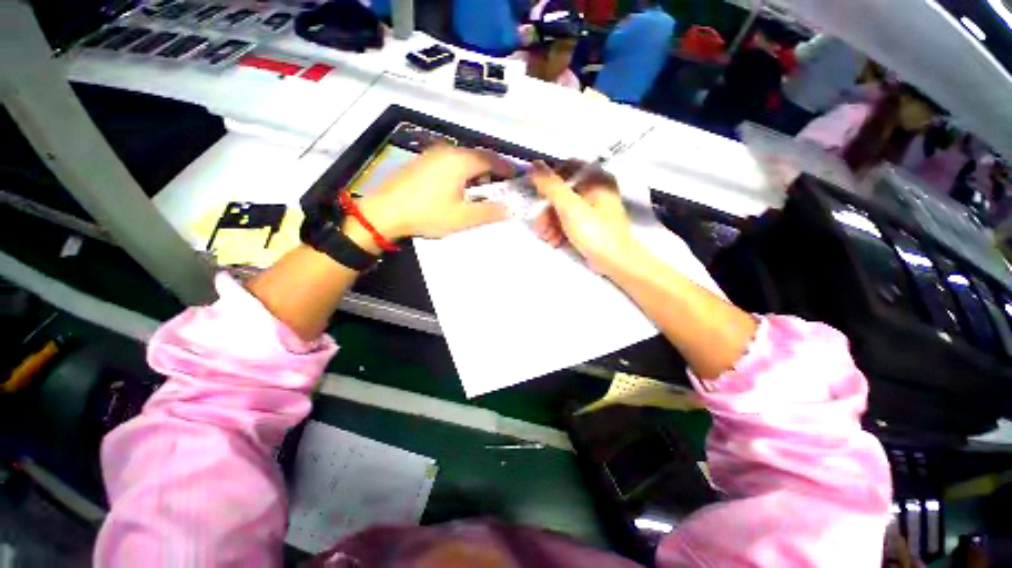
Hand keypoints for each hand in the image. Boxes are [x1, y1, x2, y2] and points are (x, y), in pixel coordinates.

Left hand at [351, 146, 510, 243]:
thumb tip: (509, 209)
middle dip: (492, 172)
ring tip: (479, 193)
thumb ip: (489, 212)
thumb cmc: (427, 214)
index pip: (492, 159)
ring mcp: (433, 154)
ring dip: (476, 173)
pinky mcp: (423, 161)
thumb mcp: (462, 218)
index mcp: (461, 161)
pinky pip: (450, 162)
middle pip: (478, 157)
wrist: (384, 212)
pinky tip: (458, 189)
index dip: (507, 168)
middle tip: (499, 190)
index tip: (517, 179)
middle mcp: (448, 151)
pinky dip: (462, 173)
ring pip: (464, 159)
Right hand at [530, 160, 640, 275]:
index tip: (537, 193)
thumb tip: (534, 164)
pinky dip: (560, 230)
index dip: (550, 179)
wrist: (616, 262)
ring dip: (551, 223)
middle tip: (539, 225)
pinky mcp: (591, 225)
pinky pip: (571, 221)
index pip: (568, 168)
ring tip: (547, 237)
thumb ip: (551, 186)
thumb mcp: (569, 207)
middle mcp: (596, 190)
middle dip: (548, 210)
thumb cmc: (595, 232)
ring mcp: (594, 209)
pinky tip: (555, 241)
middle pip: (563, 192)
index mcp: (596, 179)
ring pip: (565, 209)